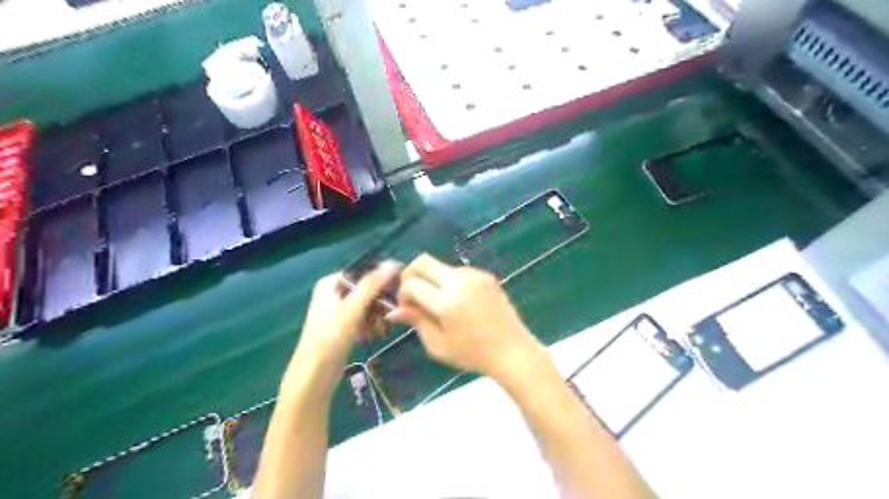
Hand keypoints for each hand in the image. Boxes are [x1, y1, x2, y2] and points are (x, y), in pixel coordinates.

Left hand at [284, 262, 398, 392]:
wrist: (313, 377)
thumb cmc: (330, 338)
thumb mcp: (353, 308)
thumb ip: (372, 285)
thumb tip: (393, 263)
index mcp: (332, 282)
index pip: (364, 271)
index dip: (384, 277)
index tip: (402, 287)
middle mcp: (334, 292)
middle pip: (367, 289)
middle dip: (381, 301)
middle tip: (393, 313)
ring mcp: (338, 310)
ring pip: (368, 304)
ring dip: (378, 315)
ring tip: (382, 329)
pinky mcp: (343, 327)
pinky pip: (364, 318)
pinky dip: (372, 324)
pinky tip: (376, 335)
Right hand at [390, 254, 549, 381]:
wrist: (512, 350)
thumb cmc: (473, 354)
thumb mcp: (438, 345)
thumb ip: (416, 322)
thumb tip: (393, 310)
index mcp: (447, 302)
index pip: (412, 283)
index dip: (402, 294)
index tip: (406, 307)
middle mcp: (460, 281)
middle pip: (423, 261)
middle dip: (411, 275)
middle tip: (412, 295)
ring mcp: (475, 275)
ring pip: (441, 266)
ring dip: (432, 279)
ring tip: (438, 303)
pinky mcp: (485, 275)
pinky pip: (458, 271)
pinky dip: (449, 281)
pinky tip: (458, 301)